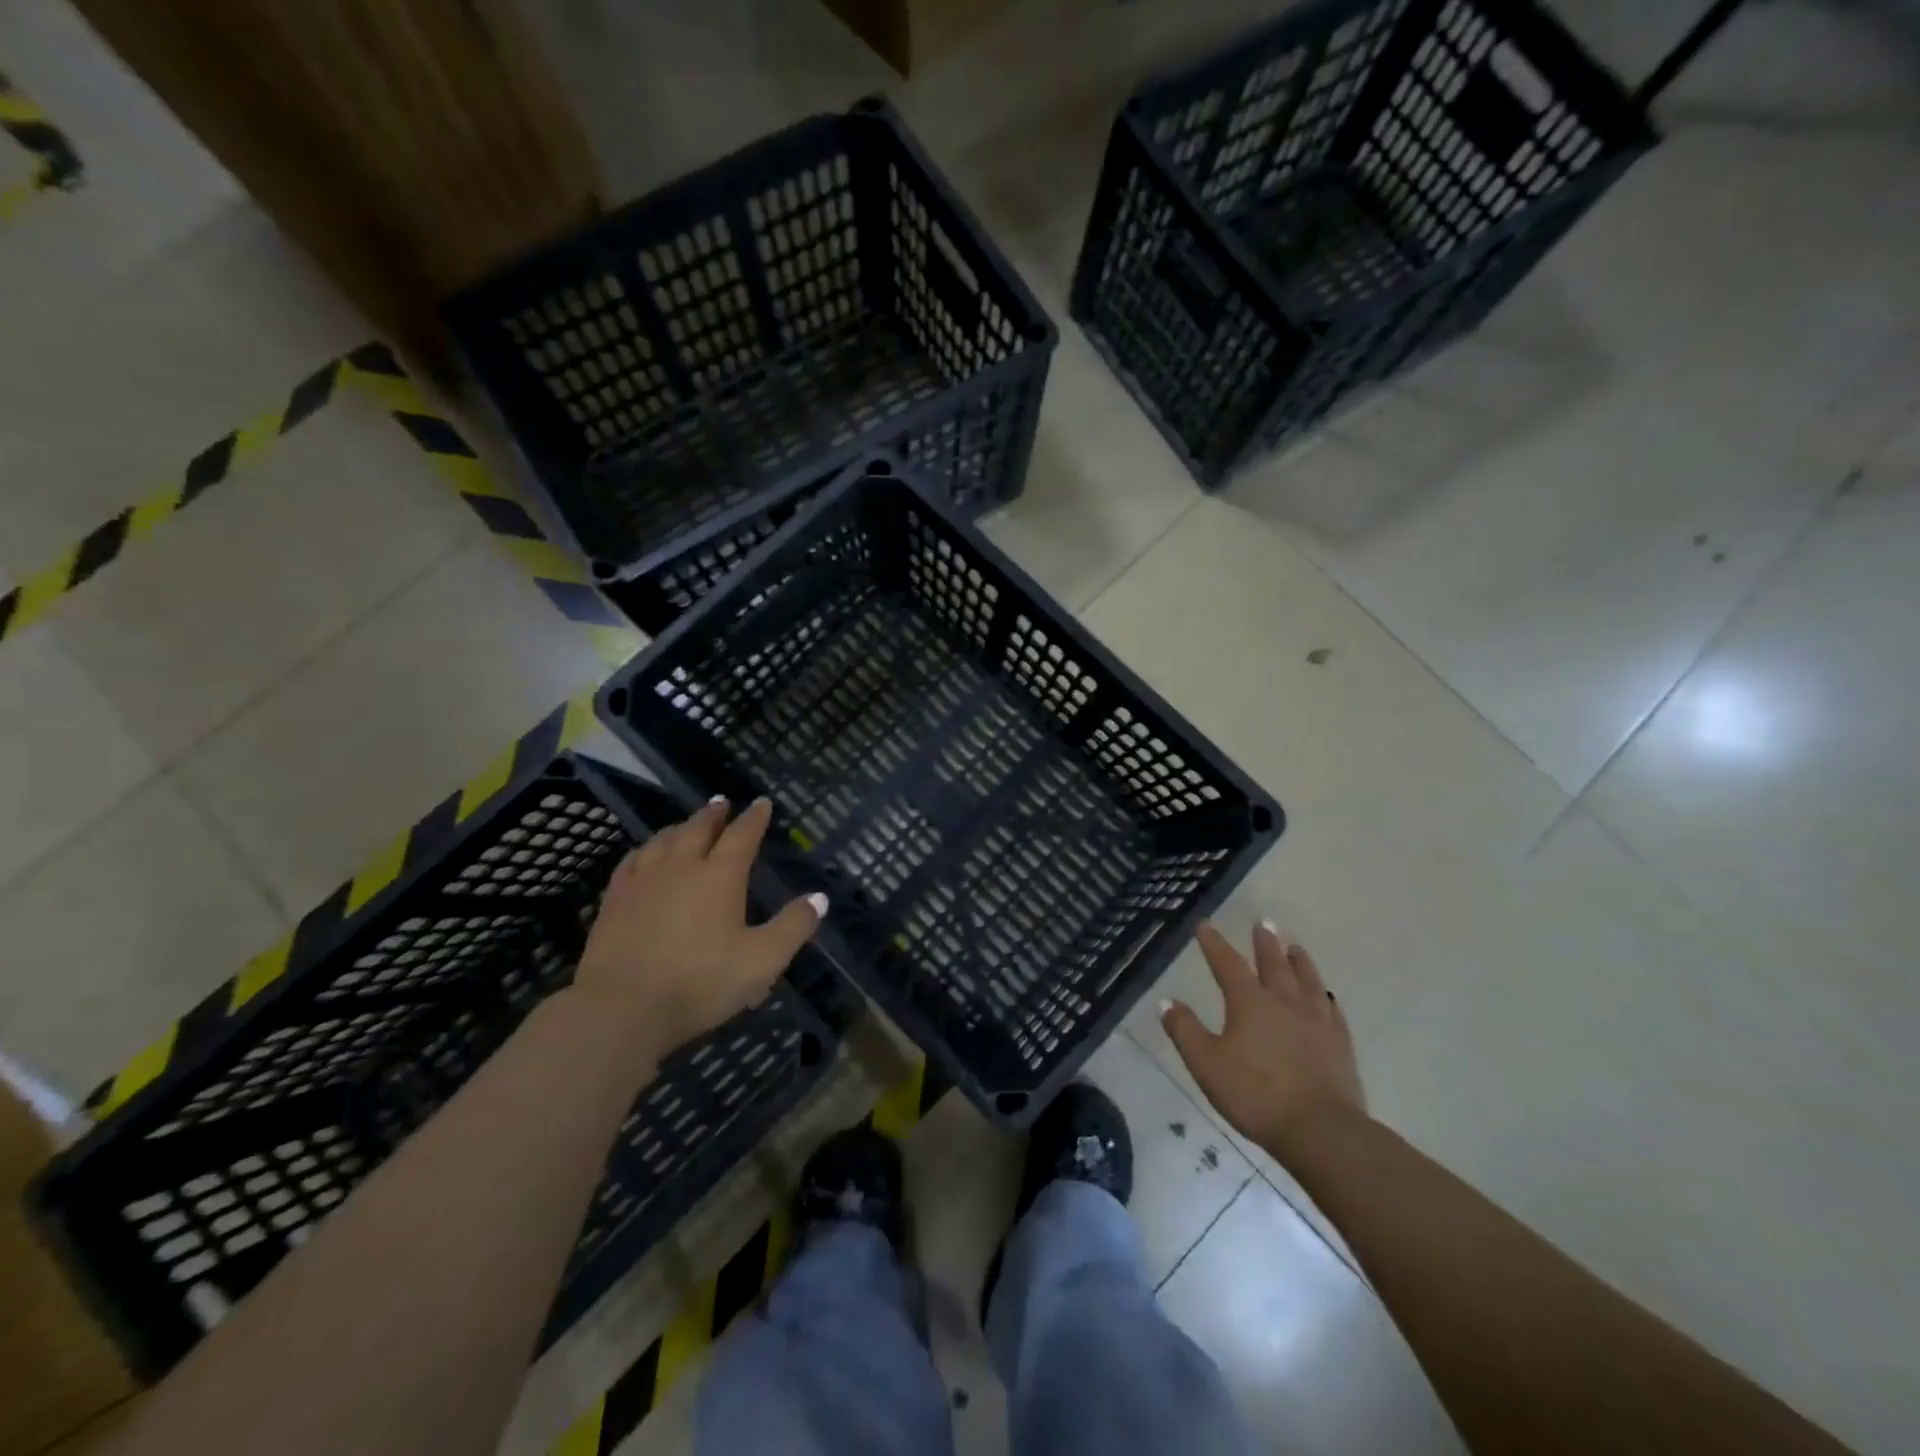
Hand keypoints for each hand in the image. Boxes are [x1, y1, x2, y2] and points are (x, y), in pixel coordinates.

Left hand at [572, 797, 825, 1055]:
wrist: (621, 1008)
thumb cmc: (700, 982)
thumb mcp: (761, 961)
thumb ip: (793, 927)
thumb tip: (819, 897)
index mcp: (720, 876)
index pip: (742, 836)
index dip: (754, 818)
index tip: (762, 803)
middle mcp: (681, 867)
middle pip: (698, 829)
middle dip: (714, 814)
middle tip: (721, 802)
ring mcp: (643, 882)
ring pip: (663, 841)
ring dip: (679, 827)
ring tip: (686, 823)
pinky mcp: (614, 901)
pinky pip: (631, 862)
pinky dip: (644, 850)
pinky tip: (643, 854)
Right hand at [1161, 922, 1366, 1161]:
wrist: (1322, 1130)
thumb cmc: (1256, 1095)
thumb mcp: (1207, 1064)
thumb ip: (1185, 1031)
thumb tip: (1166, 1001)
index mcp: (1249, 1003)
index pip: (1227, 963)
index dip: (1214, 944)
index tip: (1205, 925)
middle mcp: (1284, 1002)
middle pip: (1273, 964)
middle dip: (1265, 942)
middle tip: (1263, 922)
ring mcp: (1316, 1021)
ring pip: (1307, 980)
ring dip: (1298, 960)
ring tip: (1295, 946)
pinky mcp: (1339, 1043)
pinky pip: (1331, 1009)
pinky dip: (1325, 996)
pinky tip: (1326, 996)